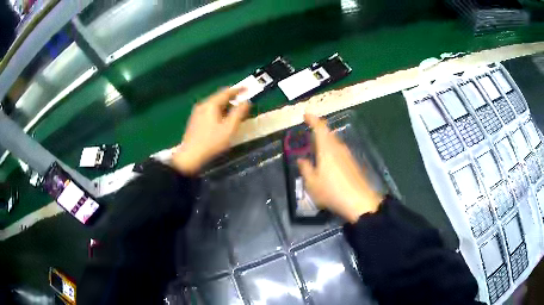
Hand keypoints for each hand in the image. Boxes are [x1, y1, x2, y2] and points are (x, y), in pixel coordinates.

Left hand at [172, 87, 249, 174]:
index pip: (226, 92)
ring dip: (225, 106)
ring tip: (234, 112)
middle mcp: (203, 105)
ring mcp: (197, 113)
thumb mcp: (229, 128)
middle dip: (232, 98)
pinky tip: (222, 120)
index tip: (247, 88)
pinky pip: (209, 110)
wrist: (190, 156)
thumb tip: (246, 102)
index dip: (238, 90)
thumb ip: (239, 113)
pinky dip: (218, 111)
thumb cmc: (212, 142)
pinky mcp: (195, 120)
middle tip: (242, 102)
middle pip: (219, 97)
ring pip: (214, 104)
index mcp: (211, 105)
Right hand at [297, 113, 383, 222]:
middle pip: (328, 133)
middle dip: (318, 130)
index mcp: (327, 149)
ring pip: (334, 143)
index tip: (305, 115)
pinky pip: (339, 152)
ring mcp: (348, 156)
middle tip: (309, 133)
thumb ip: (305, 169)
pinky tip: (328, 163)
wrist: (359, 202)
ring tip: (316, 149)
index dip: (312, 119)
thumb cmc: (332, 191)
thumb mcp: (312, 183)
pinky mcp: (353, 164)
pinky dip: (331, 151)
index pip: (320, 127)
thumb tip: (301, 160)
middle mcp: (338, 148)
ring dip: (325, 142)